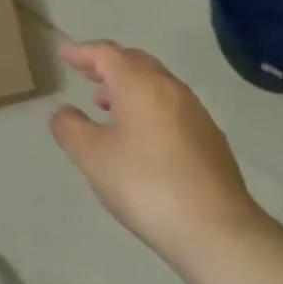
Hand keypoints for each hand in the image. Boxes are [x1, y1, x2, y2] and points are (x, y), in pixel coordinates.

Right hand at [50, 40, 268, 270]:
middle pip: (134, 61)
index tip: (64, 53)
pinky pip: (171, 106)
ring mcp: (195, 112)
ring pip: (155, 83)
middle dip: (107, 64)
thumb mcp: (93, 158)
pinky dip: (148, 105)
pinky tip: (141, 135)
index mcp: (139, 84)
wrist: (218, 232)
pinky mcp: (210, 138)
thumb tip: (64, 112)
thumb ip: (70, 128)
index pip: (106, 53)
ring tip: (106, 104)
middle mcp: (169, 87)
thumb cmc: (146, 185)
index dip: (82, 52)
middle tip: (85, 72)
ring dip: (128, 86)